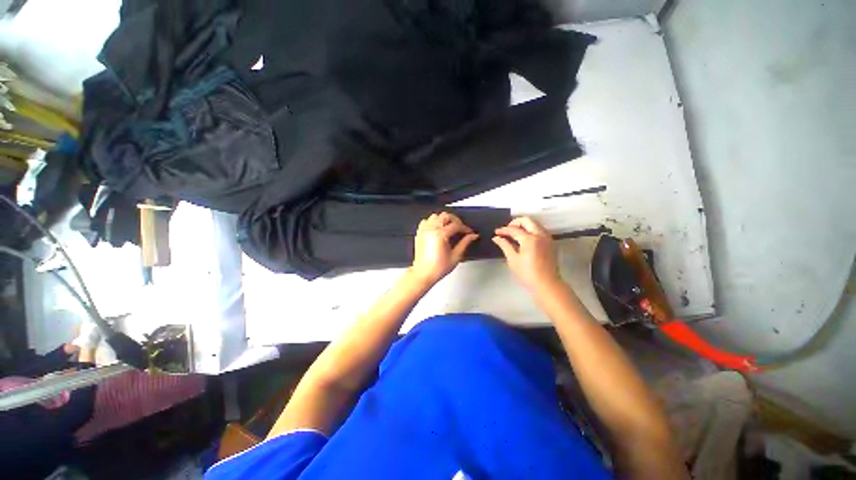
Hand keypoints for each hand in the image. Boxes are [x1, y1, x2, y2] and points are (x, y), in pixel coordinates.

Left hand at [410, 212, 478, 284]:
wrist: (423, 274)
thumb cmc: (437, 268)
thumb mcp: (456, 256)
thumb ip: (465, 243)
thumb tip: (472, 236)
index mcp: (440, 235)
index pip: (456, 225)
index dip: (465, 228)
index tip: (469, 232)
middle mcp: (431, 230)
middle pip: (445, 216)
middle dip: (456, 221)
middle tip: (461, 228)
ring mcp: (424, 230)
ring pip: (435, 216)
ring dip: (444, 220)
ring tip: (450, 228)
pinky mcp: (420, 233)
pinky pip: (426, 221)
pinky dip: (433, 222)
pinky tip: (439, 229)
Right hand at [493, 217, 562, 291]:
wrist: (547, 284)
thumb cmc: (527, 274)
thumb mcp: (513, 260)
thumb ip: (505, 245)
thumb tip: (496, 238)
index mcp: (530, 239)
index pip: (514, 229)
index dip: (503, 230)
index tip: (496, 232)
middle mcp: (540, 234)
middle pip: (527, 220)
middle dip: (515, 222)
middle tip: (507, 230)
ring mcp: (547, 237)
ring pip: (535, 223)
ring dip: (524, 225)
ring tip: (514, 234)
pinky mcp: (550, 242)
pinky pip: (539, 229)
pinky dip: (531, 229)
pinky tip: (524, 238)